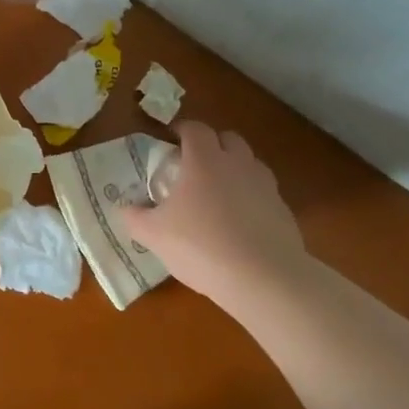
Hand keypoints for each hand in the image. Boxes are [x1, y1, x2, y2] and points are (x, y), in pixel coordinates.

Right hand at [120, 121, 308, 308]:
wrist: (264, 279)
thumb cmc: (201, 246)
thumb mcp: (154, 235)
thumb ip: (134, 217)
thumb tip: (124, 208)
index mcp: (204, 160)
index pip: (195, 128)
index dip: (182, 129)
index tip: (171, 139)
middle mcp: (238, 164)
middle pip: (228, 138)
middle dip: (212, 144)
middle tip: (194, 164)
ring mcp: (265, 186)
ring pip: (250, 163)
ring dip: (234, 169)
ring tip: (218, 193)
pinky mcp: (284, 211)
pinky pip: (264, 193)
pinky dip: (251, 198)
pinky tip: (240, 224)